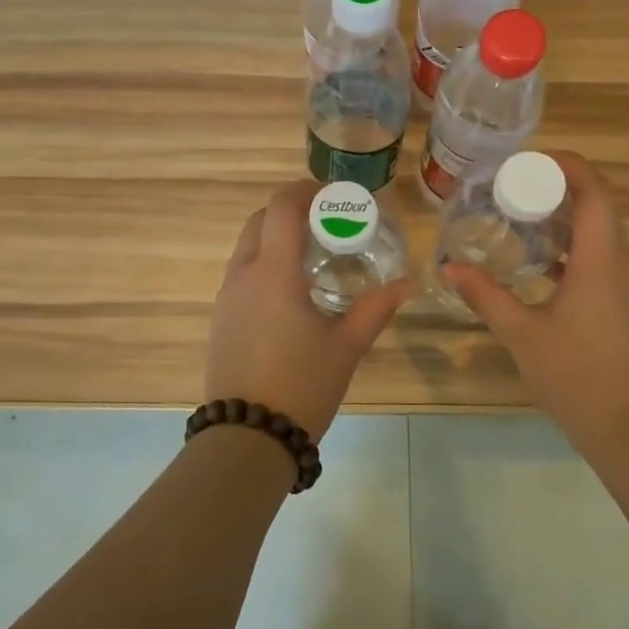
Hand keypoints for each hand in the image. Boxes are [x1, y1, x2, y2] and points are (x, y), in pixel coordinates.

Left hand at [205, 180, 411, 439]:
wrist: (247, 437)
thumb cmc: (301, 385)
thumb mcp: (346, 346)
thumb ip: (376, 308)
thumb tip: (408, 283)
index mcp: (273, 272)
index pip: (281, 206)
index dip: (306, 190)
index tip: (334, 196)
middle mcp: (243, 275)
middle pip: (260, 220)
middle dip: (291, 210)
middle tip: (326, 223)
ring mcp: (226, 297)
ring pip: (247, 246)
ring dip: (275, 237)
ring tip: (312, 255)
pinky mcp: (219, 319)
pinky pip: (240, 273)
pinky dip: (264, 263)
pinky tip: (290, 291)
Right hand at [441, 152, 628, 456]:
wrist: (628, 427)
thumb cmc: (575, 374)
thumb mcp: (521, 332)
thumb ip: (485, 295)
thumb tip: (449, 266)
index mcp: (601, 260)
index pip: (594, 191)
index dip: (566, 165)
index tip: (528, 160)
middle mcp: (623, 263)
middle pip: (598, 206)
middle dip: (558, 189)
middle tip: (512, 188)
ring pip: (601, 233)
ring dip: (565, 219)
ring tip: (520, 219)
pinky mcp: (627, 304)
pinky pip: (602, 258)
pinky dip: (572, 248)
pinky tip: (538, 264)